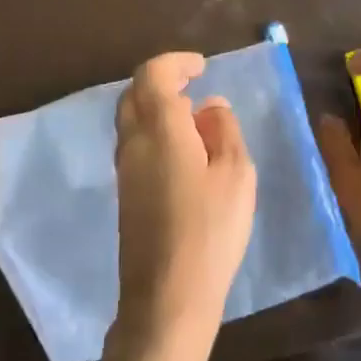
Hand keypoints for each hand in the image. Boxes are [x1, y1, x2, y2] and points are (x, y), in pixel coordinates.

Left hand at [112, 53, 256, 354]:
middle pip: (135, 92)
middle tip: (195, 87)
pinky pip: (134, 142)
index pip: (152, 75)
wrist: (167, 297)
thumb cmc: (211, 231)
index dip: (176, 63)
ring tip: (195, 121)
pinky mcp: (125, 192)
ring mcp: (124, 168)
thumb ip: (225, 131)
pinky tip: (183, 152)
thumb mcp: (236, 175)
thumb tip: (211, 106)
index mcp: (160, 129)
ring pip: (131, 118)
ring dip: (158, 107)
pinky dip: (154, 130)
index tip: (202, 68)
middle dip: (163, 81)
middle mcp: (133, 142)